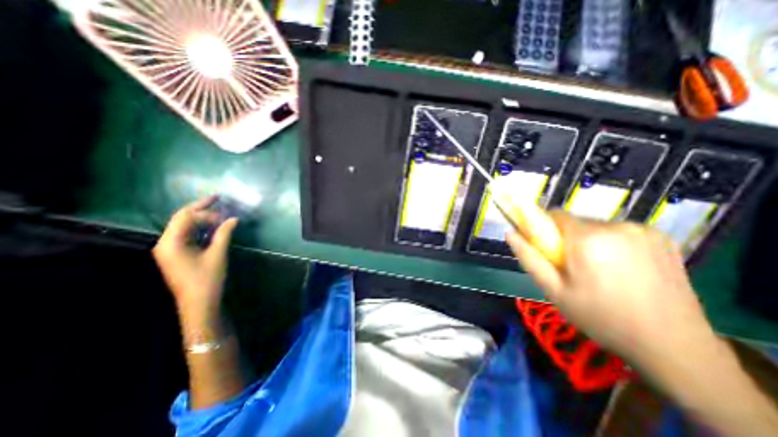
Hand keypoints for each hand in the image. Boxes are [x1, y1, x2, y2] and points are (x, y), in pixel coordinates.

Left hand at [151, 196, 237, 318]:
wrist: (199, 303)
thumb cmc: (207, 279)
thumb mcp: (217, 254)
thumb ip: (224, 234)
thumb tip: (233, 218)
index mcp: (170, 243)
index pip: (186, 218)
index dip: (206, 212)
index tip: (226, 216)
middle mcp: (166, 243)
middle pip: (181, 218)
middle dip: (200, 208)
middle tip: (218, 198)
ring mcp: (170, 249)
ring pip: (184, 226)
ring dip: (201, 217)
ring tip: (218, 210)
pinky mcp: (178, 254)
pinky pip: (188, 234)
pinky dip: (201, 228)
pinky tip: (213, 225)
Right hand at [506, 210, 716, 364]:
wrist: (674, 347)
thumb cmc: (601, 318)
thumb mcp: (553, 290)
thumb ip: (528, 258)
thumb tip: (510, 232)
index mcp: (588, 238)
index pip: (555, 214)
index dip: (545, 229)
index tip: (548, 249)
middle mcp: (616, 226)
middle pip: (576, 222)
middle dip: (567, 238)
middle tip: (572, 267)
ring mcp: (644, 230)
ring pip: (597, 226)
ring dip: (590, 241)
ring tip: (599, 272)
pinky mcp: (663, 237)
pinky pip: (620, 232)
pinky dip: (613, 244)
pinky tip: (623, 270)